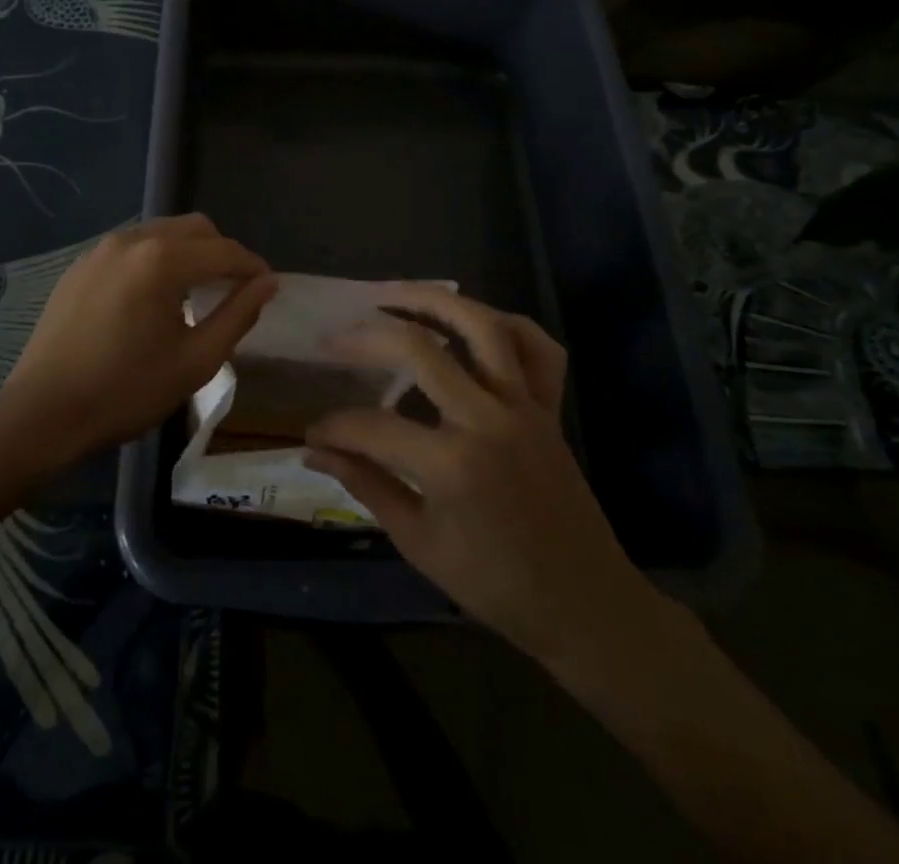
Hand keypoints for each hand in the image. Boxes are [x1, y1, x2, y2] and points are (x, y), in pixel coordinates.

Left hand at [0, 215, 276, 465]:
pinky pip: (133, 247)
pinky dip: (156, 260)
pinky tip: (153, 297)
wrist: (42, 412)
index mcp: (162, 260)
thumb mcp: (195, 361)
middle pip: (195, 228)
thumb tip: (267, 284)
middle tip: (235, 289)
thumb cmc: (126, 391)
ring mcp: (101, 249)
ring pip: (163, 232)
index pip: (225, 251)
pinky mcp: (81, 265)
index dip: (253, 267)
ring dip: (189, 253)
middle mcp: (133, 239)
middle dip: (223, 252)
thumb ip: (237, 315)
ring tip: (197, 292)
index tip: (269, 287)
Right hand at [304, 285, 659, 678]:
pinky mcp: (550, 407)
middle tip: (333, 337)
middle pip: (419, 348)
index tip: (314, 432)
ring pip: (482, 326)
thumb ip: (366, 485)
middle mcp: (488, 419)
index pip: (372, 426)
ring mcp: (524, 406)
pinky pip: (538, 348)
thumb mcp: (418, 542)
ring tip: (393, 293)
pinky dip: (507, 325)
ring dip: (434, 300)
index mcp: (451, 463)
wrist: (584, 604)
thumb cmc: (495, 584)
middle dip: (366, 337)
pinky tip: (474, 323)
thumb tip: (314, 452)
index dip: (334, 427)